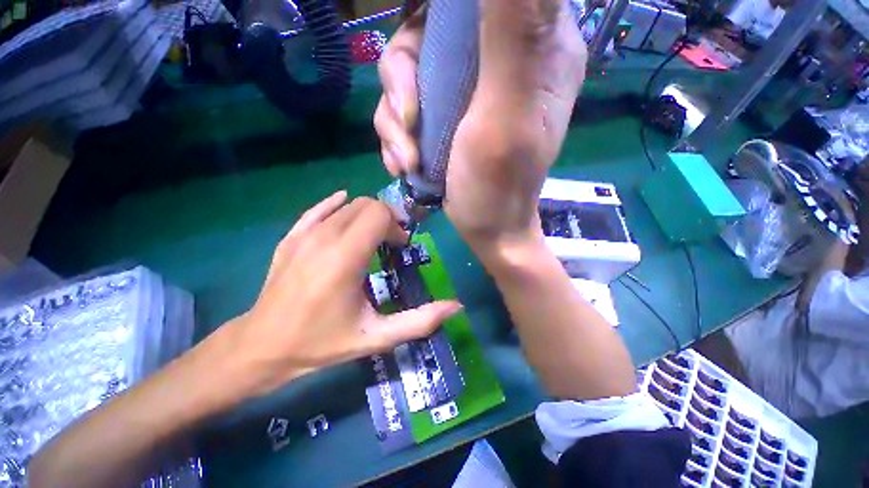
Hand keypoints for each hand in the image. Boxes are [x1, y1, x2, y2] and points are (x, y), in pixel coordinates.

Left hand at [219, 192, 461, 397]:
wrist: (261, 346)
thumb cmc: (321, 343)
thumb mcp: (375, 337)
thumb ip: (418, 321)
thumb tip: (455, 306)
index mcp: (345, 259)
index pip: (378, 214)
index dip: (396, 226)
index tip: (399, 247)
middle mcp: (324, 238)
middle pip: (366, 205)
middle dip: (385, 219)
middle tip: (390, 244)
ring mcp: (304, 234)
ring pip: (347, 205)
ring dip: (367, 216)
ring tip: (371, 238)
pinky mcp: (291, 237)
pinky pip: (319, 209)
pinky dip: (337, 205)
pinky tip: (345, 209)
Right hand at [374, 0, 585, 252]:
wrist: (487, 227)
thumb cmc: (500, 183)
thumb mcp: (506, 113)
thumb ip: (512, 33)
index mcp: (533, 45)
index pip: (489, 1)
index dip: (444, 13)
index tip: (425, 45)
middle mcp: (496, 57)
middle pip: (428, 31)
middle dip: (404, 81)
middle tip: (409, 124)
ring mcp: (464, 90)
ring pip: (405, 73)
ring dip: (395, 122)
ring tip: (408, 160)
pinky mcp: (442, 116)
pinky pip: (402, 108)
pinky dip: (396, 138)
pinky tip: (405, 165)